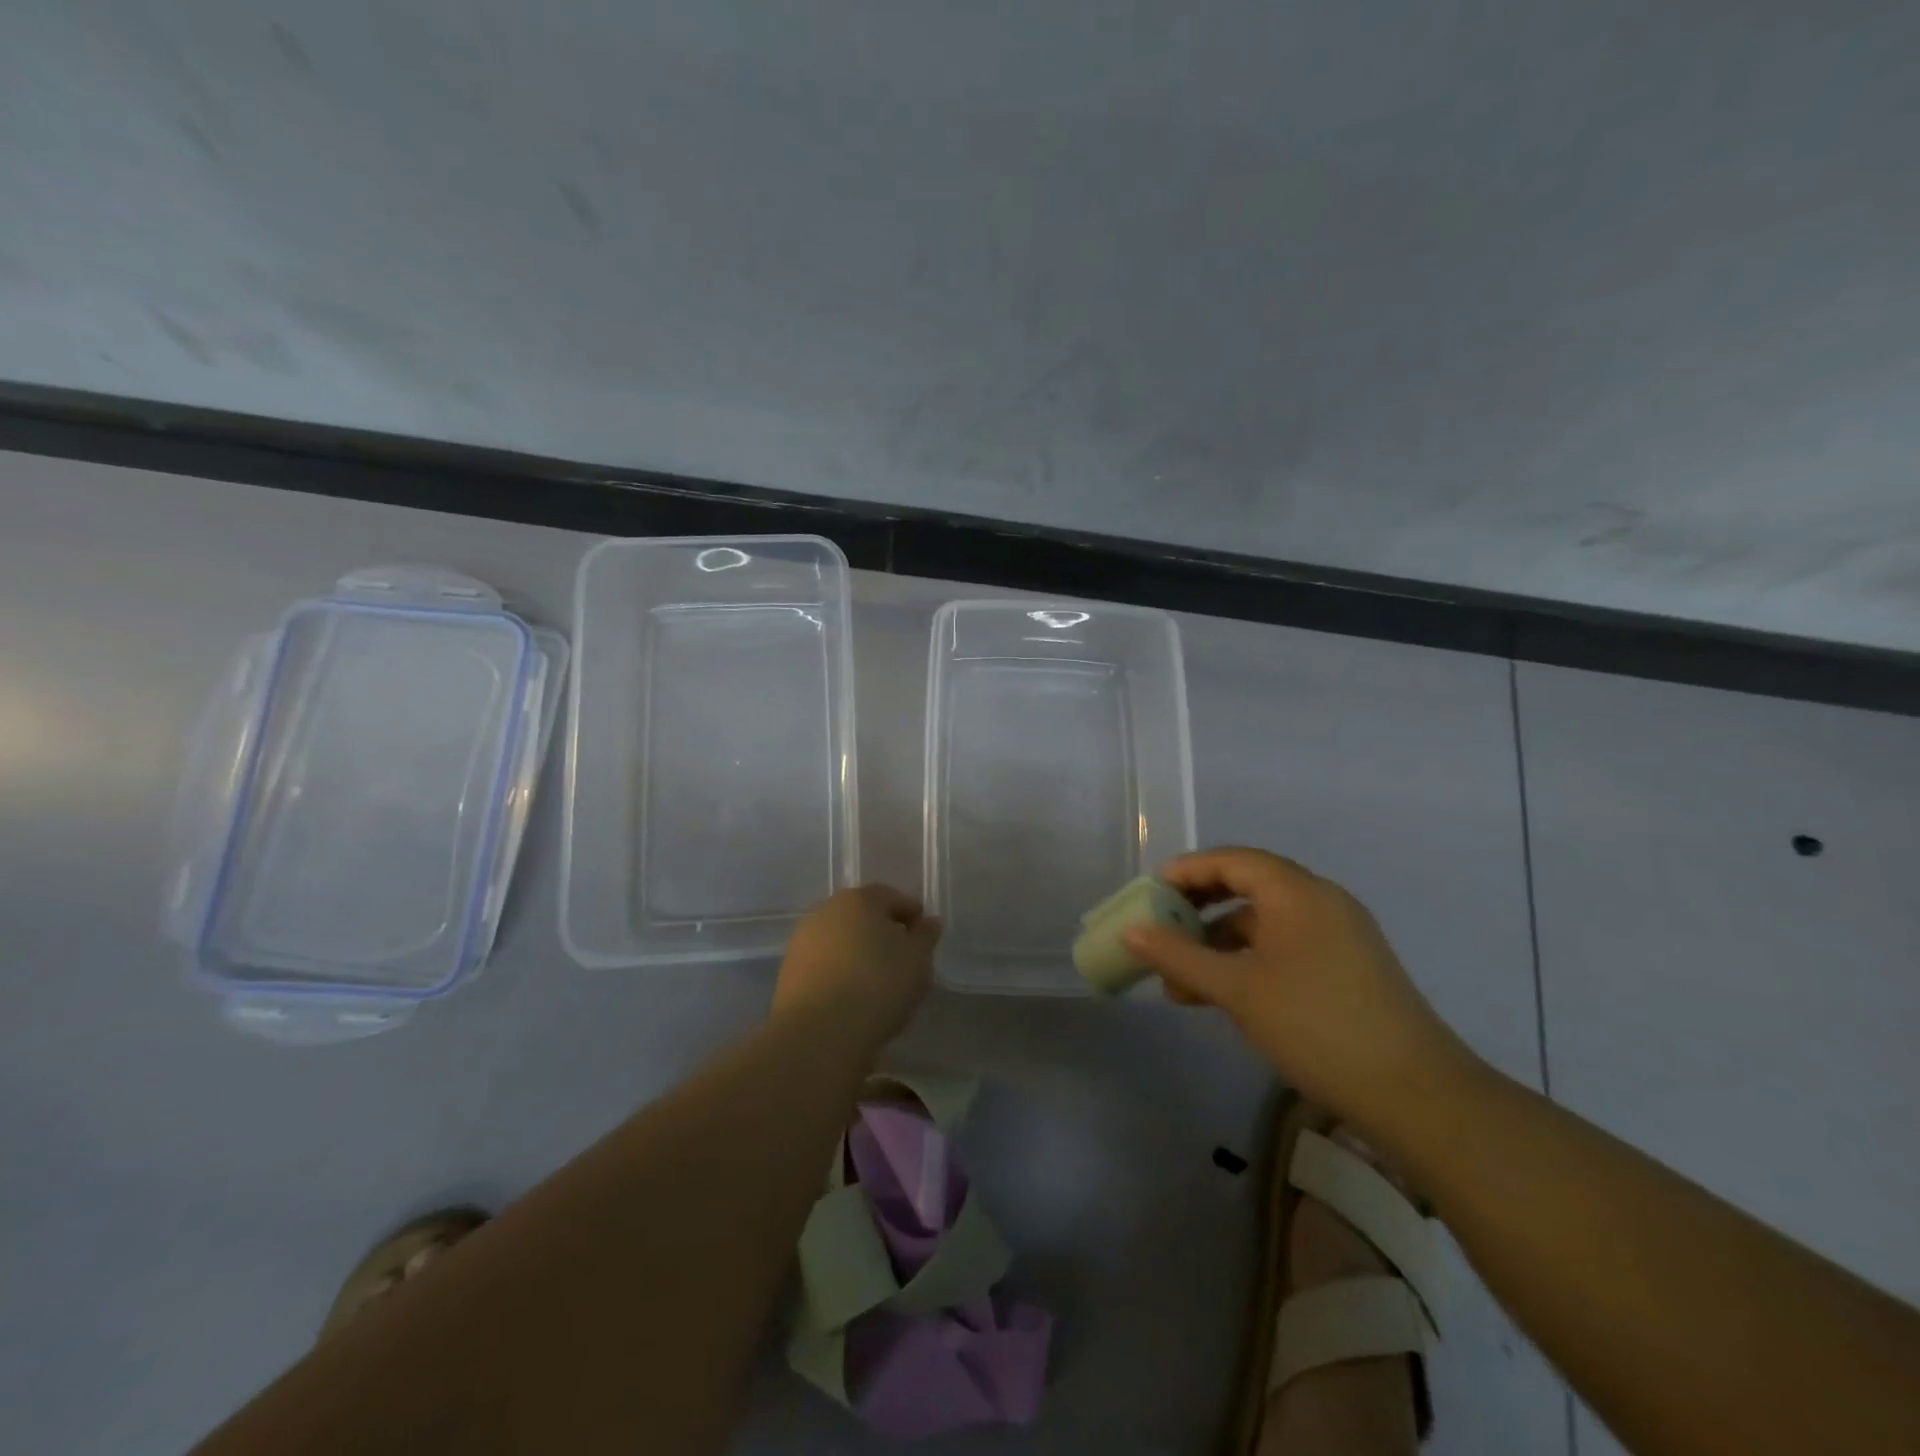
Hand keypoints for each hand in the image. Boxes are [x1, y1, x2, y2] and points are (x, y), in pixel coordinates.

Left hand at [773, 885, 940, 1045]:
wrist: (818, 1033)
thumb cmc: (877, 984)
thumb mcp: (917, 959)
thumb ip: (925, 936)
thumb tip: (927, 922)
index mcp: (859, 898)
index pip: (891, 897)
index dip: (912, 914)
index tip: (925, 936)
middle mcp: (826, 911)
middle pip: (863, 917)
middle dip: (883, 934)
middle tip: (904, 960)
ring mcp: (803, 942)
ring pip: (841, 942)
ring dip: (859, 955)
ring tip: (880, 985)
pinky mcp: (788, 974)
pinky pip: (825, 967)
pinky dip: (841, 975)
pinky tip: (854, 998)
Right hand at [1125, 847, 1477, 1125]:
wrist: (1416, 1095)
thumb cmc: (1316, 1026)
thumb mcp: (1237, 990)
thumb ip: (1179, 957)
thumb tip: (1130, 932)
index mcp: (1297, 892)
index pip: (1231, 860)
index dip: (1186, 872)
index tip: (1150, 895)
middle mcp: (1320, 901)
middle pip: (1247, 886)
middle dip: (1199, 908)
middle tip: (1162, 931)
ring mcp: (1339, 935)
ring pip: (1264, 922)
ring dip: (1219, 943)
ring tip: (1182, 983)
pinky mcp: (1347, 968)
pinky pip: (1284, 947)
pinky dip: (1249, 961)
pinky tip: (1225, 996)